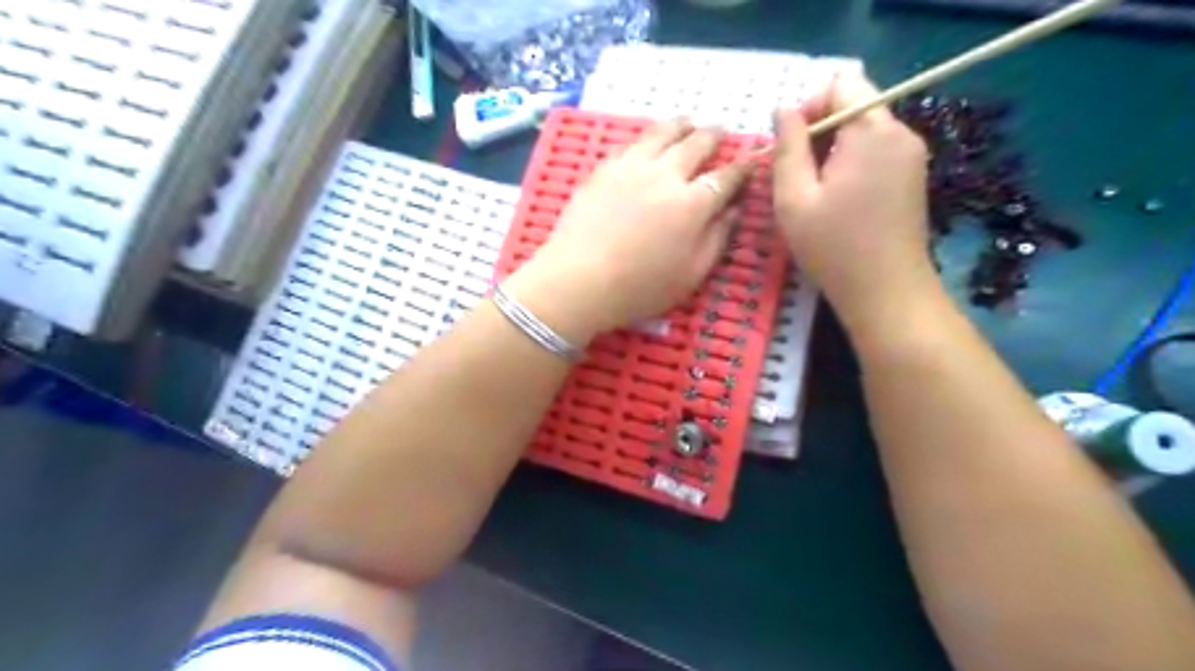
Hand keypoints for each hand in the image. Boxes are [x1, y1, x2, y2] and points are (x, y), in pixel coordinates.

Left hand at [501, 117, 742, 343]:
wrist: (579, 279)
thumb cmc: (640, 287)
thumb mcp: (691, 274)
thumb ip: (717, 239)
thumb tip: (733, 210)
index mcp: (694, 203)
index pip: (726, 177)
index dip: (742, 168)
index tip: (751, 160)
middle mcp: (667, 175)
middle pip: (696, 145)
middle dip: (713, 136)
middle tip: (720, 131)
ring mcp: (632, 167)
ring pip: (662, 134)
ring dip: (681, 125)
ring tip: (688, 121)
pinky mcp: (604, 168)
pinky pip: (631, 143)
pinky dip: (646, 137)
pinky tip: (647, 140)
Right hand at [776, 74, 943, 326]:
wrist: (886, 293)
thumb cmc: (834, 248)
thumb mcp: (793, 198)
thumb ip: (787, 147)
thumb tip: (782, 110)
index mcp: (872, 131)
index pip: (841, 85)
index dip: (808, 107)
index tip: (789, 148)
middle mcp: (900, 132)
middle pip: (854, 105)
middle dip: (818, 133)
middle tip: (796, 177)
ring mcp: (912, 155)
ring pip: (863, 130)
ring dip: (832, 151)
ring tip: (814, 194)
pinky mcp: (913, 176)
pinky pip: (876, 151)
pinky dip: (851, 164)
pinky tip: (837, 202)